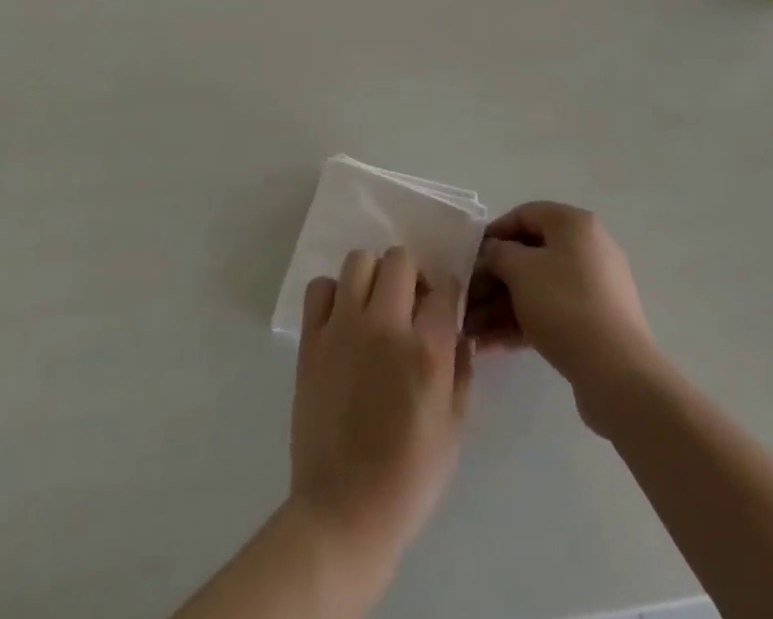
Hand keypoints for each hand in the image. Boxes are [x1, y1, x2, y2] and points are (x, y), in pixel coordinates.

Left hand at [289, 247, 471, 571]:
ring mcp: (343, 329)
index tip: (444, 309)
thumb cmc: (408, 479)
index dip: (449, 294)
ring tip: (375, 306)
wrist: (343, 512)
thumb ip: (461, 372)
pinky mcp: (312, 341)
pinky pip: (320, 288)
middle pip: (400, 259)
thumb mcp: (454, 429)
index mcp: (425, 350)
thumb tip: (459, 333)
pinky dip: (333, 293)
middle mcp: (384, 326)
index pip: (445, 288)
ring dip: (373, 276)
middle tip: (411, 306)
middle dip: (412, 275)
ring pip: (359, 261)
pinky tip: (343, 319)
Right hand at [466, 202, 662, 425]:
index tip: (470, 259)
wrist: (618, 373)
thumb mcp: (520, 271)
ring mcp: (594, 287)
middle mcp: (588, 248)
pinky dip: (523, 323)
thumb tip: (493, 253)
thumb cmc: (564, 305)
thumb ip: (498, 253)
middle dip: (494, 279)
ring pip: (538, 288)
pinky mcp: (595, 322)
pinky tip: (492, 345)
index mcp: (574, 224)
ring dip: (502, 306)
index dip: (493, 234)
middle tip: (466, 301)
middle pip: (530, 254)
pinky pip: (551, 312)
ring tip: (471, 331)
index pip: (525, 214)